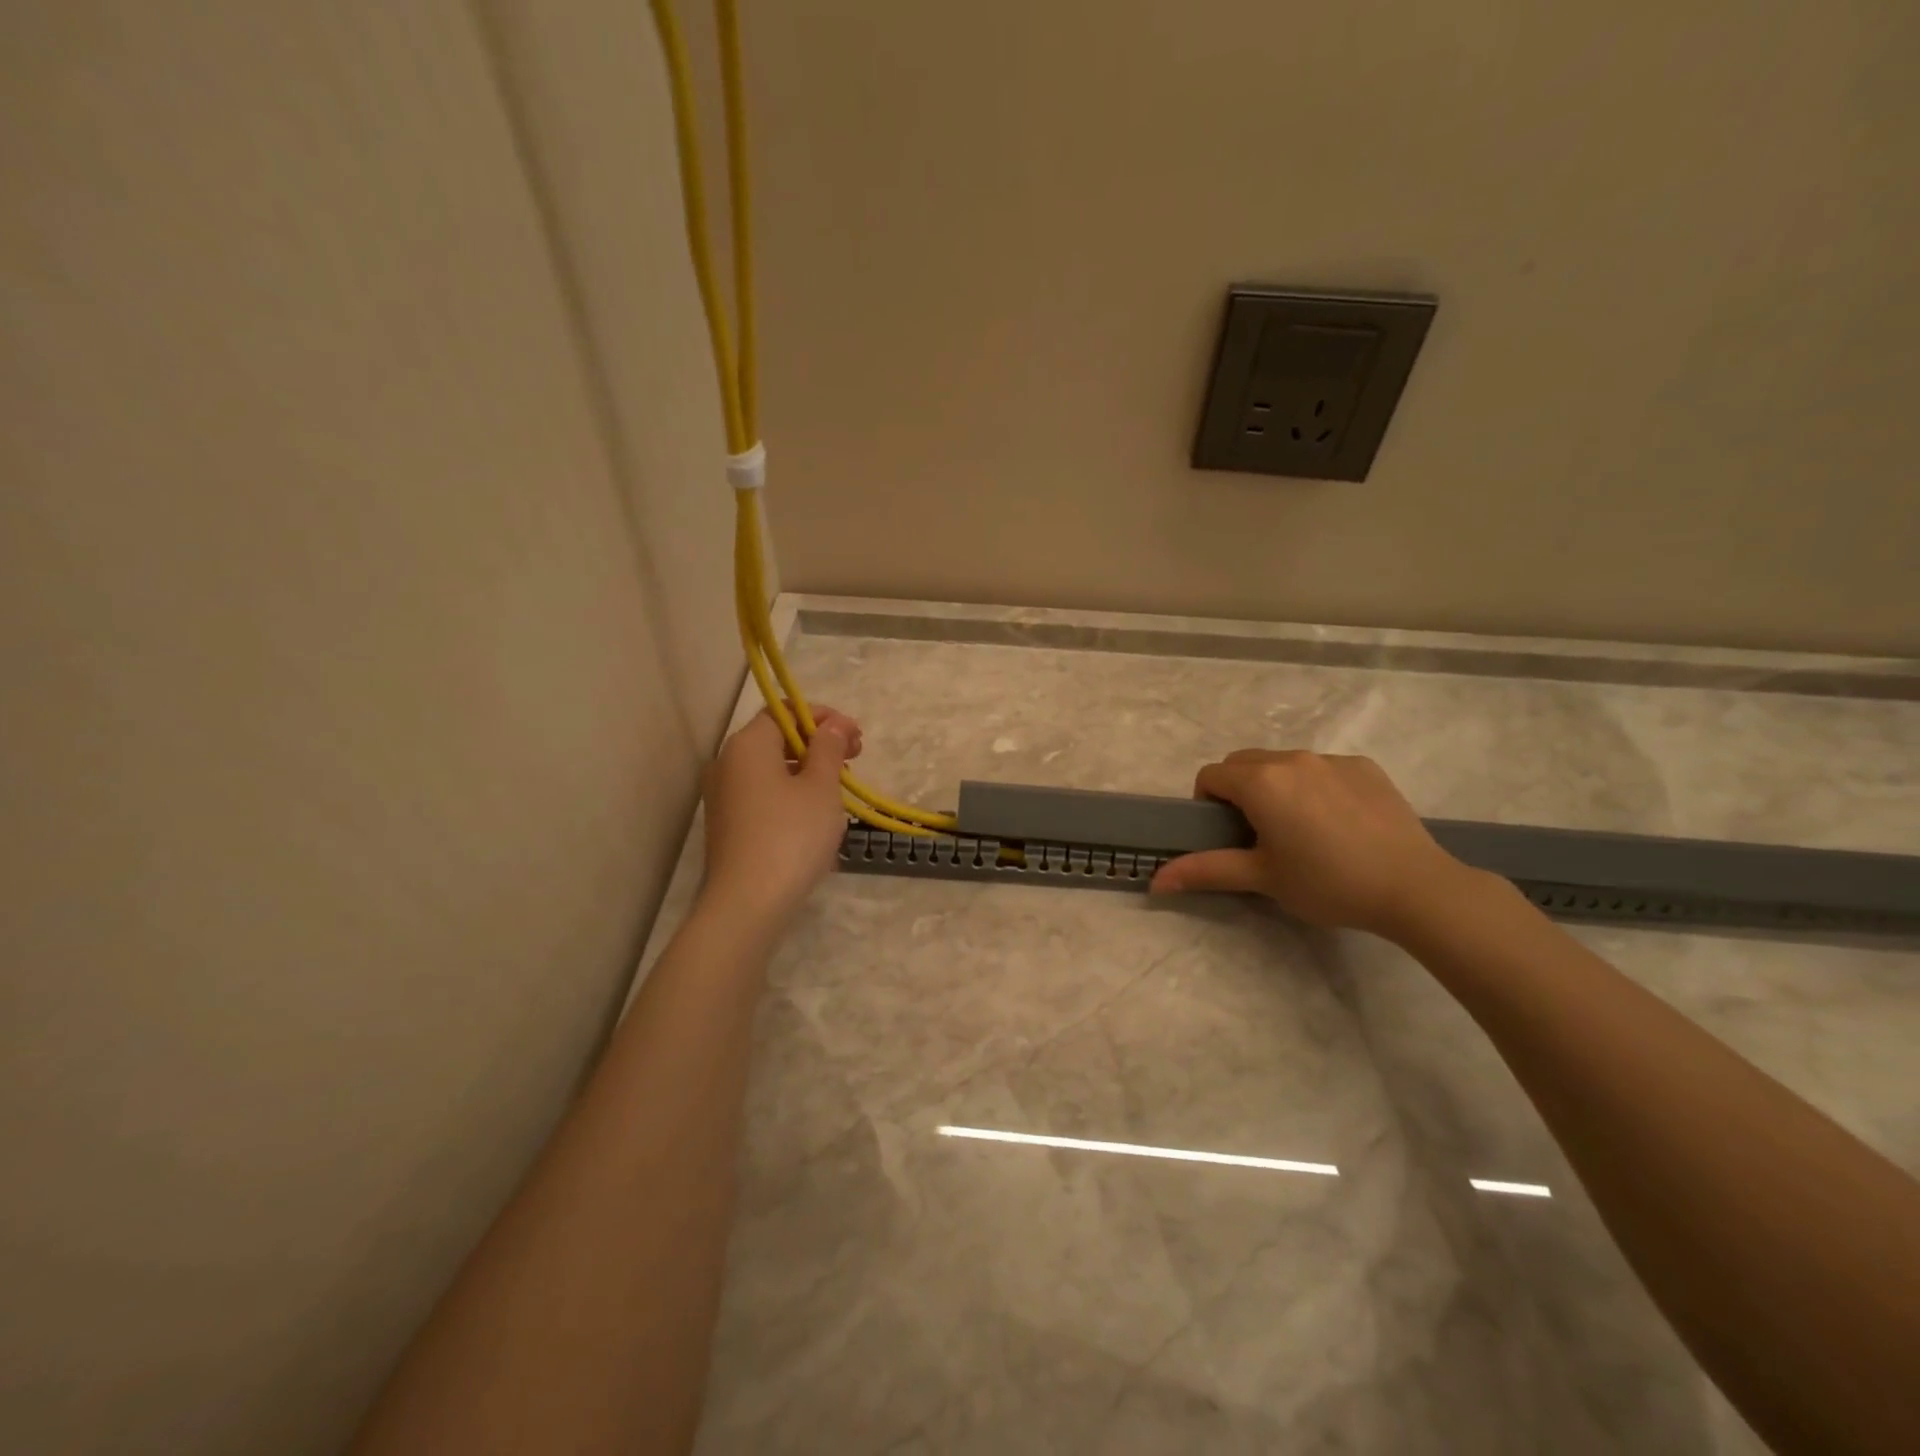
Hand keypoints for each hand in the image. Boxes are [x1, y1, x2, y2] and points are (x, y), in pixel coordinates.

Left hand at [700, 706, 863, 928]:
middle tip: (854, 758)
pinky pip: (762, 794)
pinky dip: (790, 792)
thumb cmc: (791, 836)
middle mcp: (727, 763)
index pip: (784, 710)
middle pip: (776, 738)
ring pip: (770, 768)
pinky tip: (815, 813)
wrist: (747, 905)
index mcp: (747, 745)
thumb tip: (832, 725)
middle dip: (818, 743)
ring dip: (807, 769)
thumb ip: (828, 749)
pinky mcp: (727, 824)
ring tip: (840, 787)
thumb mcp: (821, 788)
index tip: (854, 735)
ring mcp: (723, 796)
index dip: (822, 716)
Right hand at [1150, 749, 1471, 937]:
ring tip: (1301, 829)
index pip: (1210, 776)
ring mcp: (1331, 759)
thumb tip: (1155, 881)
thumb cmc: (1328, 883)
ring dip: (1275, 786)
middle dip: (1238, 791)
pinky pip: (1320, 767)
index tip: (1227, 836)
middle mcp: (1291, 758)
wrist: (1415, 887)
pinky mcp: (1364, 766)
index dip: (1207, 804)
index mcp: (1261, 782)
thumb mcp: (1262, 878)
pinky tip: (1338, 823)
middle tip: (1258, 834)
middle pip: (1243, 763)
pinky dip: (1314, 786)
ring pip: (1282, 763)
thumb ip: (1206, 870)